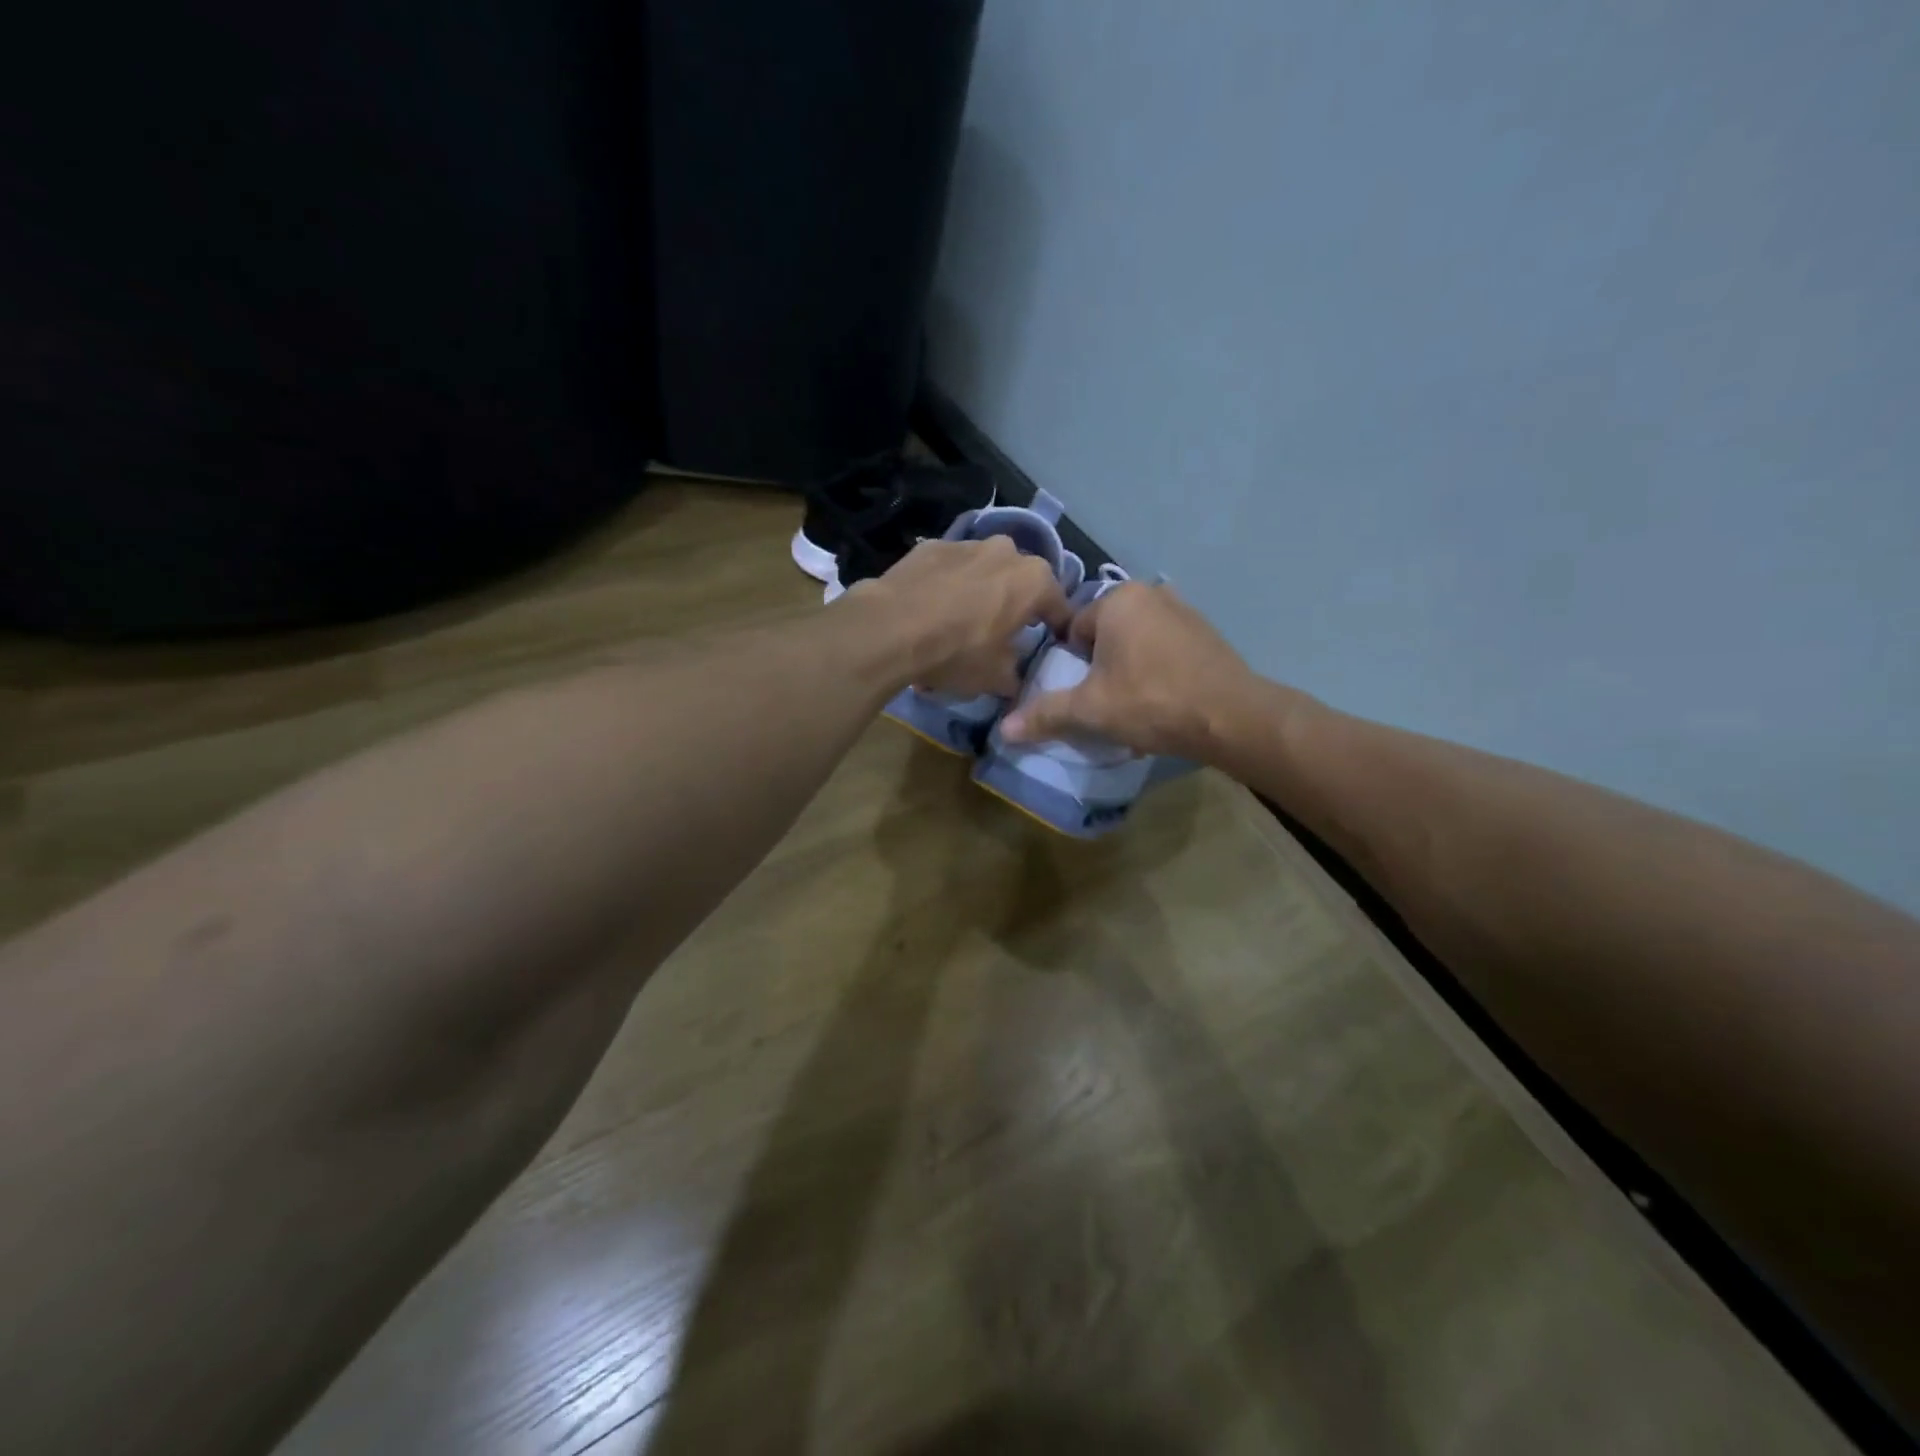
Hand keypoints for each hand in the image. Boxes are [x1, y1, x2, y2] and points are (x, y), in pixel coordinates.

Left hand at [851, 536, 1071, 698]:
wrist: (890, 628)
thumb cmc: (957, 652)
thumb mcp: (995, 677)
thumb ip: (1015, 676)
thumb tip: (1016, 679)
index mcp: (1034, 581)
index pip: (1059, 607)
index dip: (1058, 629)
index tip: (1053, 645)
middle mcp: (1006, 551)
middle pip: (1021, 581)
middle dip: (1017, 604)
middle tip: (1005, 631)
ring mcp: (966, 544)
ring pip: (985, 570)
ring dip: (981, 590)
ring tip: (963, 620)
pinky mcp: (930, 546)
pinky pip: (950, 568)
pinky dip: (948, 584)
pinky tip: (931, 609)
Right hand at [999, 582, 1260, 757]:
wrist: (1230, 717)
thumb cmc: (1151, 702)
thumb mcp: (1090, 710)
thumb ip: (1046, 714)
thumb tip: (1003, 730)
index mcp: (1117, 600)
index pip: (1073, 630)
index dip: (1072, 667)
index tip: (1083, 696)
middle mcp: (1150, 592)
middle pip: (1105, 635)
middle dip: (1101, 667)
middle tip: (1108, 703)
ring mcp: (1183, 609)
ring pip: (1135, 642)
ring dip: (1129, 669)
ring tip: (1136, 706)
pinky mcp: (1206, 632)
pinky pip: (1164, 648)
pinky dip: (1157, 670)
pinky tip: (1164, 700)